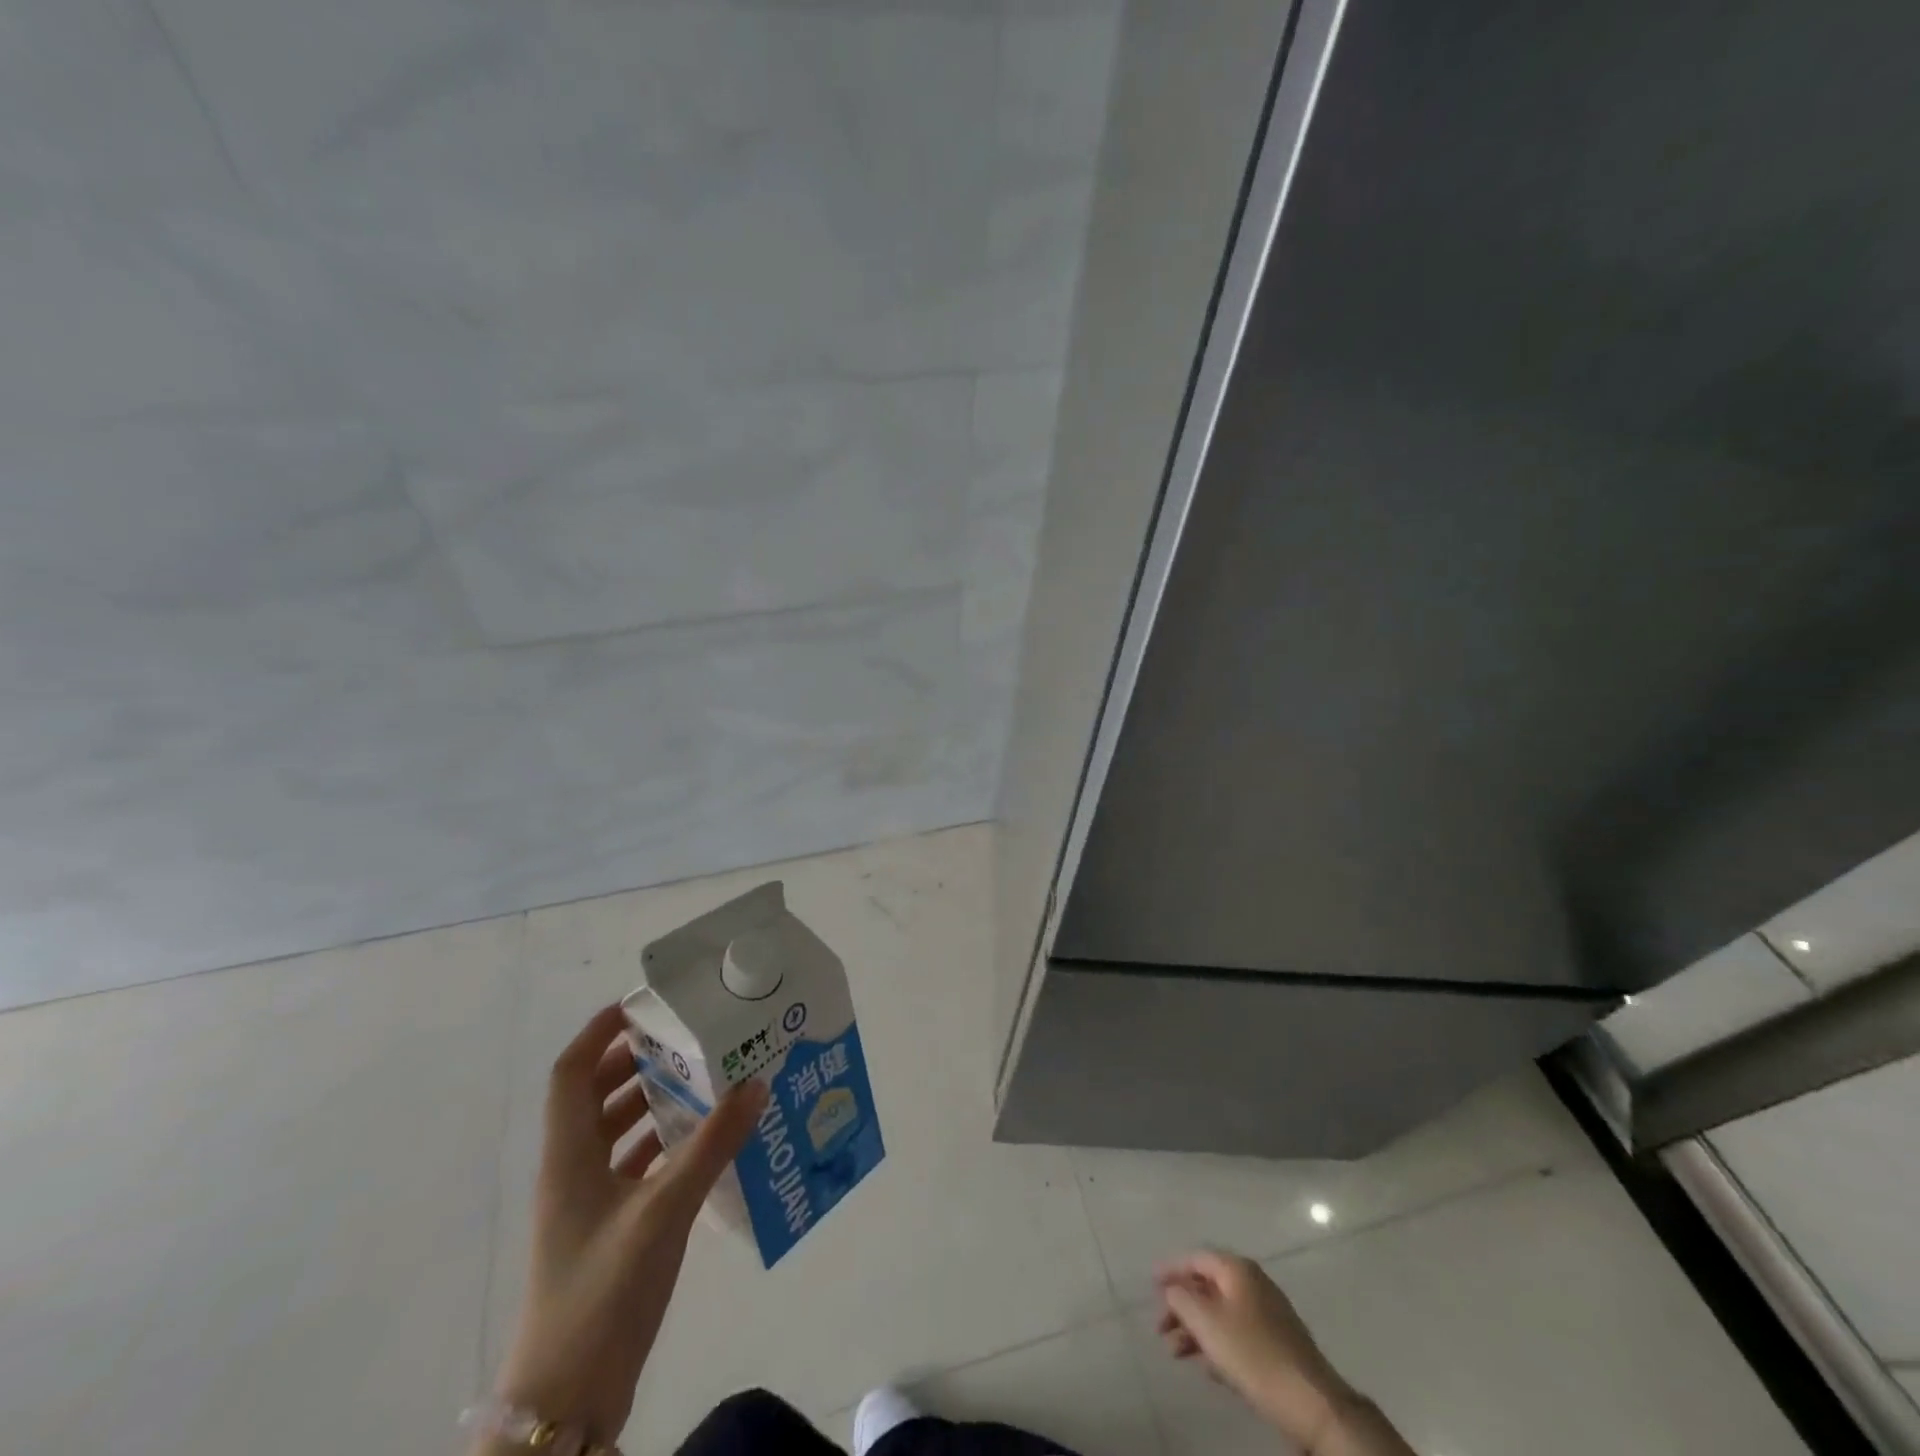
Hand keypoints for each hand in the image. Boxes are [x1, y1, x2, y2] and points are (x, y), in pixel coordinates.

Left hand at [492, 1005, 766, 1445]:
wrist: (566, 1400)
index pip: (571, 1072)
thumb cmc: (603, 1291)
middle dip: (633, 1061)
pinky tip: (699, 1140)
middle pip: (593, 1096)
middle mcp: (571, 1170)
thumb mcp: (664, 1210)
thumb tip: (755, 1083)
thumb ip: (712, 1145)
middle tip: (684, 1038)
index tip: (640, 1006)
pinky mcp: (604, 1231)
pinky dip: (659, 1143)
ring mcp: (585, 1204)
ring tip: (699, 1078)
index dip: (598, 1033)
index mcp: (568, 1156)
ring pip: (612, 1131)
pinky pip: (630, 1165)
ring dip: (649, 1101)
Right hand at [1156, 1250, 1411, 1455]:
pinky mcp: (1278, 1343)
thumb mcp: (1207, 1322)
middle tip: (1161, 1327)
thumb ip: (1181, 1298)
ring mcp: (1269, 1313)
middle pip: (1208, 1286)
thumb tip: (1172, 1288)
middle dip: (1181, 1305)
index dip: (1171, 1269)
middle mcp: (1253, 1282)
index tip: (1151, 1284)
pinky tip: (1208, 1368)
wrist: (1311, 1402)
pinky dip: (1218, 1344)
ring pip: (1222, 1312)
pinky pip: (1238, 1333)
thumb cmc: (1252, 1352)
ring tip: (1177, 1353)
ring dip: (1196, 1329)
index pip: (1196, 1258)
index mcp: (1237, 1269)